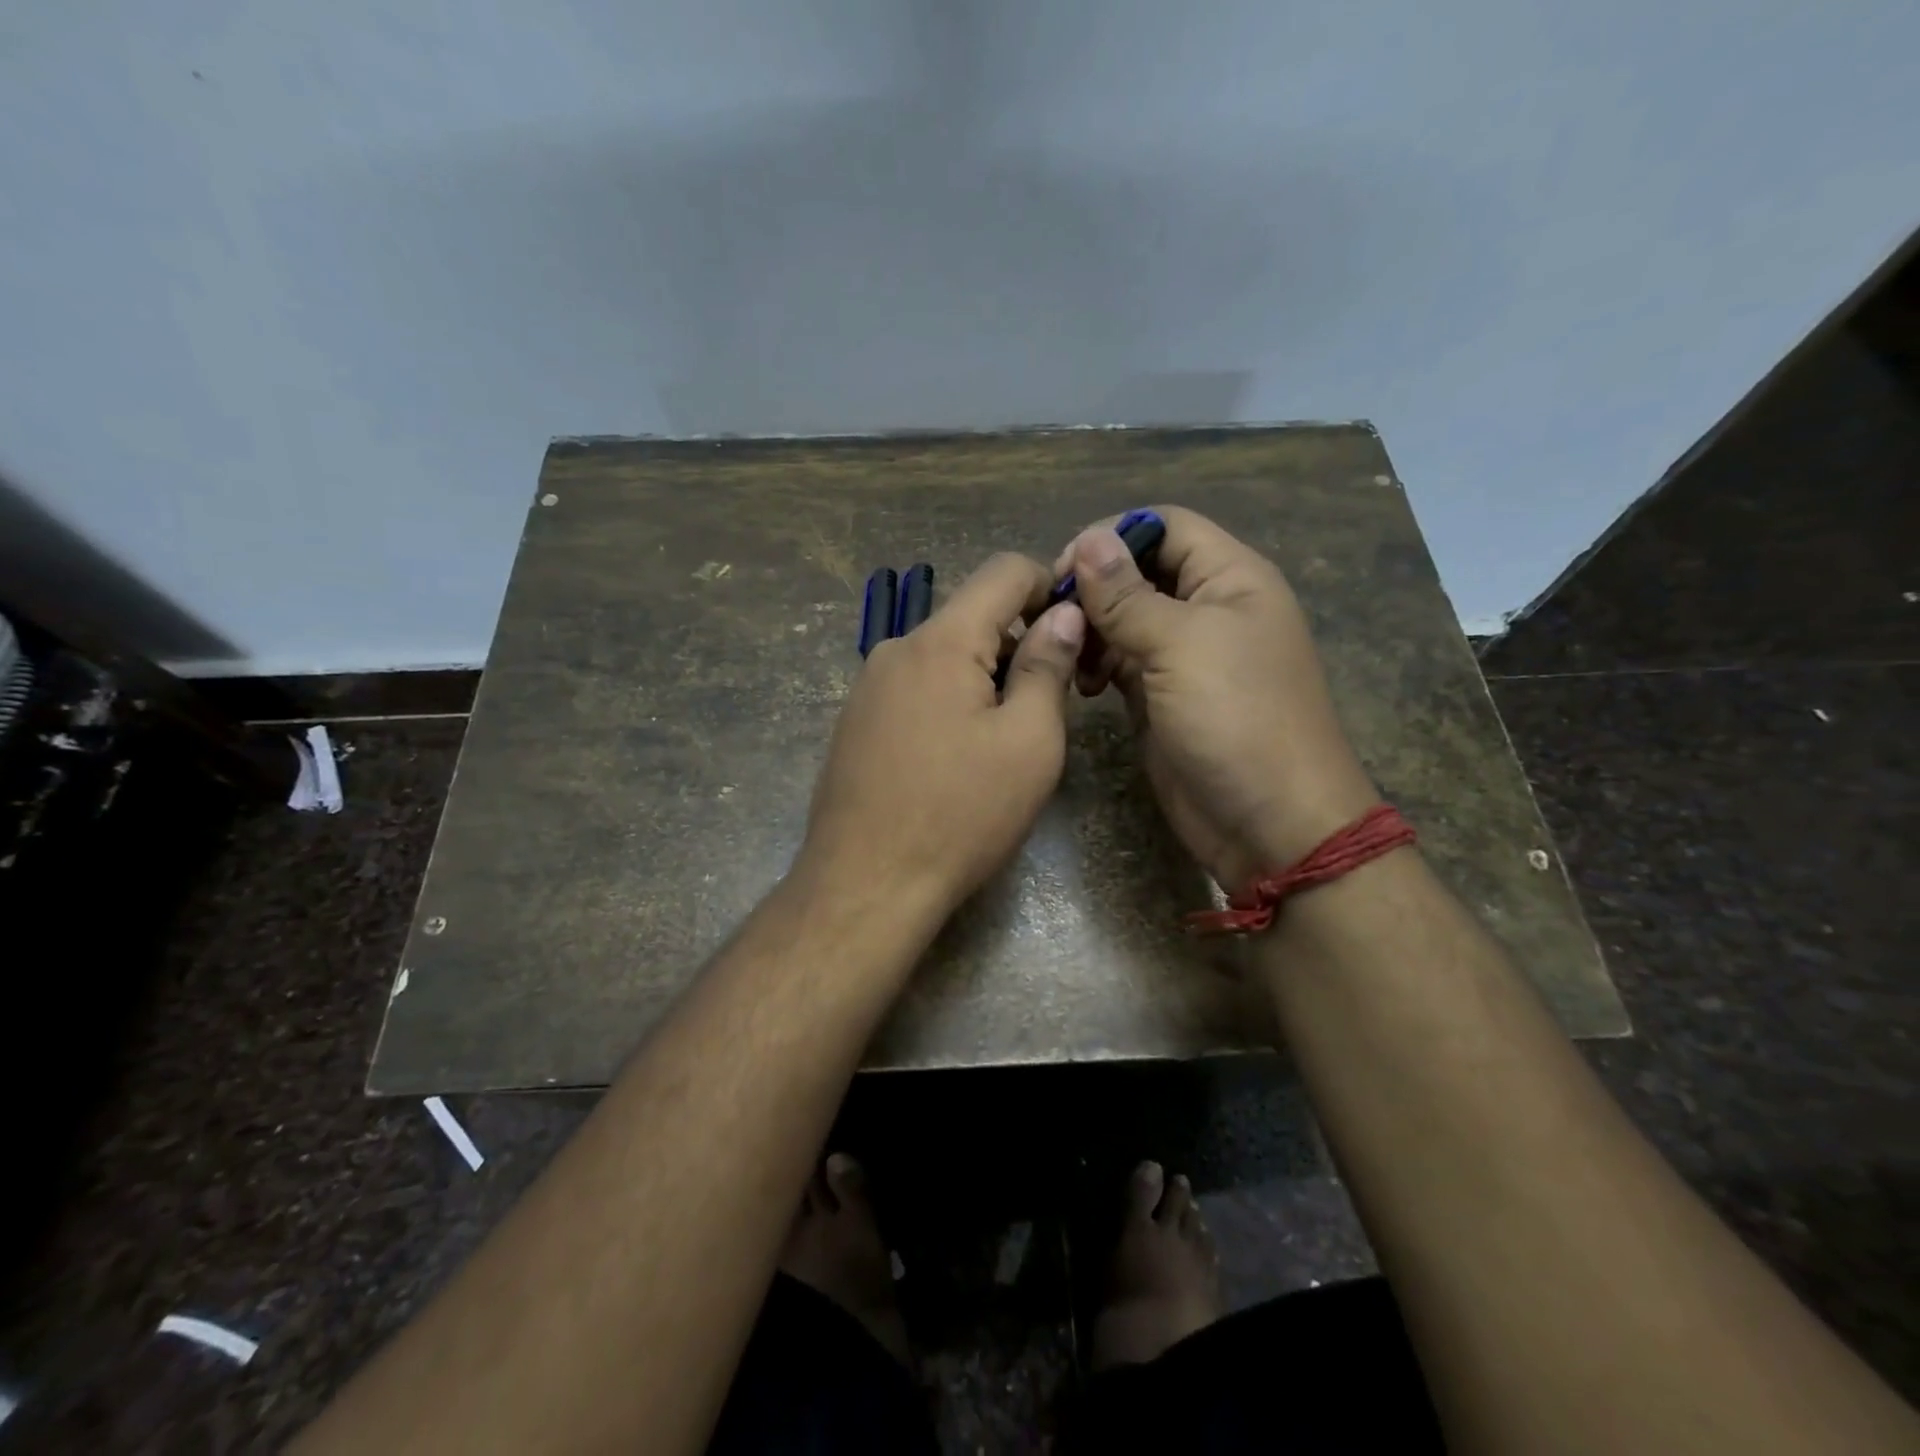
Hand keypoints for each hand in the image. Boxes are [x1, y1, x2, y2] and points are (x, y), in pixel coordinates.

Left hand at [799, 553, 1085, 924]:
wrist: (865, 884)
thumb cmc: (961, 814)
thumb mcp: (1029, 742)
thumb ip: (1047, 666)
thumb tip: (1063, 614)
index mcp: (941, 641)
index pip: (1003, 571)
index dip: (1049, 586)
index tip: (1076, 630)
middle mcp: (896, 649)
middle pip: (972, 616)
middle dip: (1019, 642)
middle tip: (1053, 701)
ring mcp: (868, 687)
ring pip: (943, 655)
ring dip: (985, 677)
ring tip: (1007, 739)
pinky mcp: (855, 722)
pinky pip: (915, 688)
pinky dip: (950, 701)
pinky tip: (958, 758)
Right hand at [1061, 508, 1378, 889]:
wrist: (1270, 824)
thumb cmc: (1236, 721)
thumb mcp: (1181, 647)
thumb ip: (1129, 596)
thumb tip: (1090, 540)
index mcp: (1230, 579)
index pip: (1166, 527)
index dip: (1115, 536)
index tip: (1066, 568)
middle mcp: (1207, 609)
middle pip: (1139, 571)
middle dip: (1095, 587)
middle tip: (1054, 614)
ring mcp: (1183, 657)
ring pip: (1124, 618)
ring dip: (1091, 629)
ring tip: (1067, 655)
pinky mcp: (1160, 697)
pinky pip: (1120, 662)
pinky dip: (1096, 665)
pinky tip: (1082, 684)